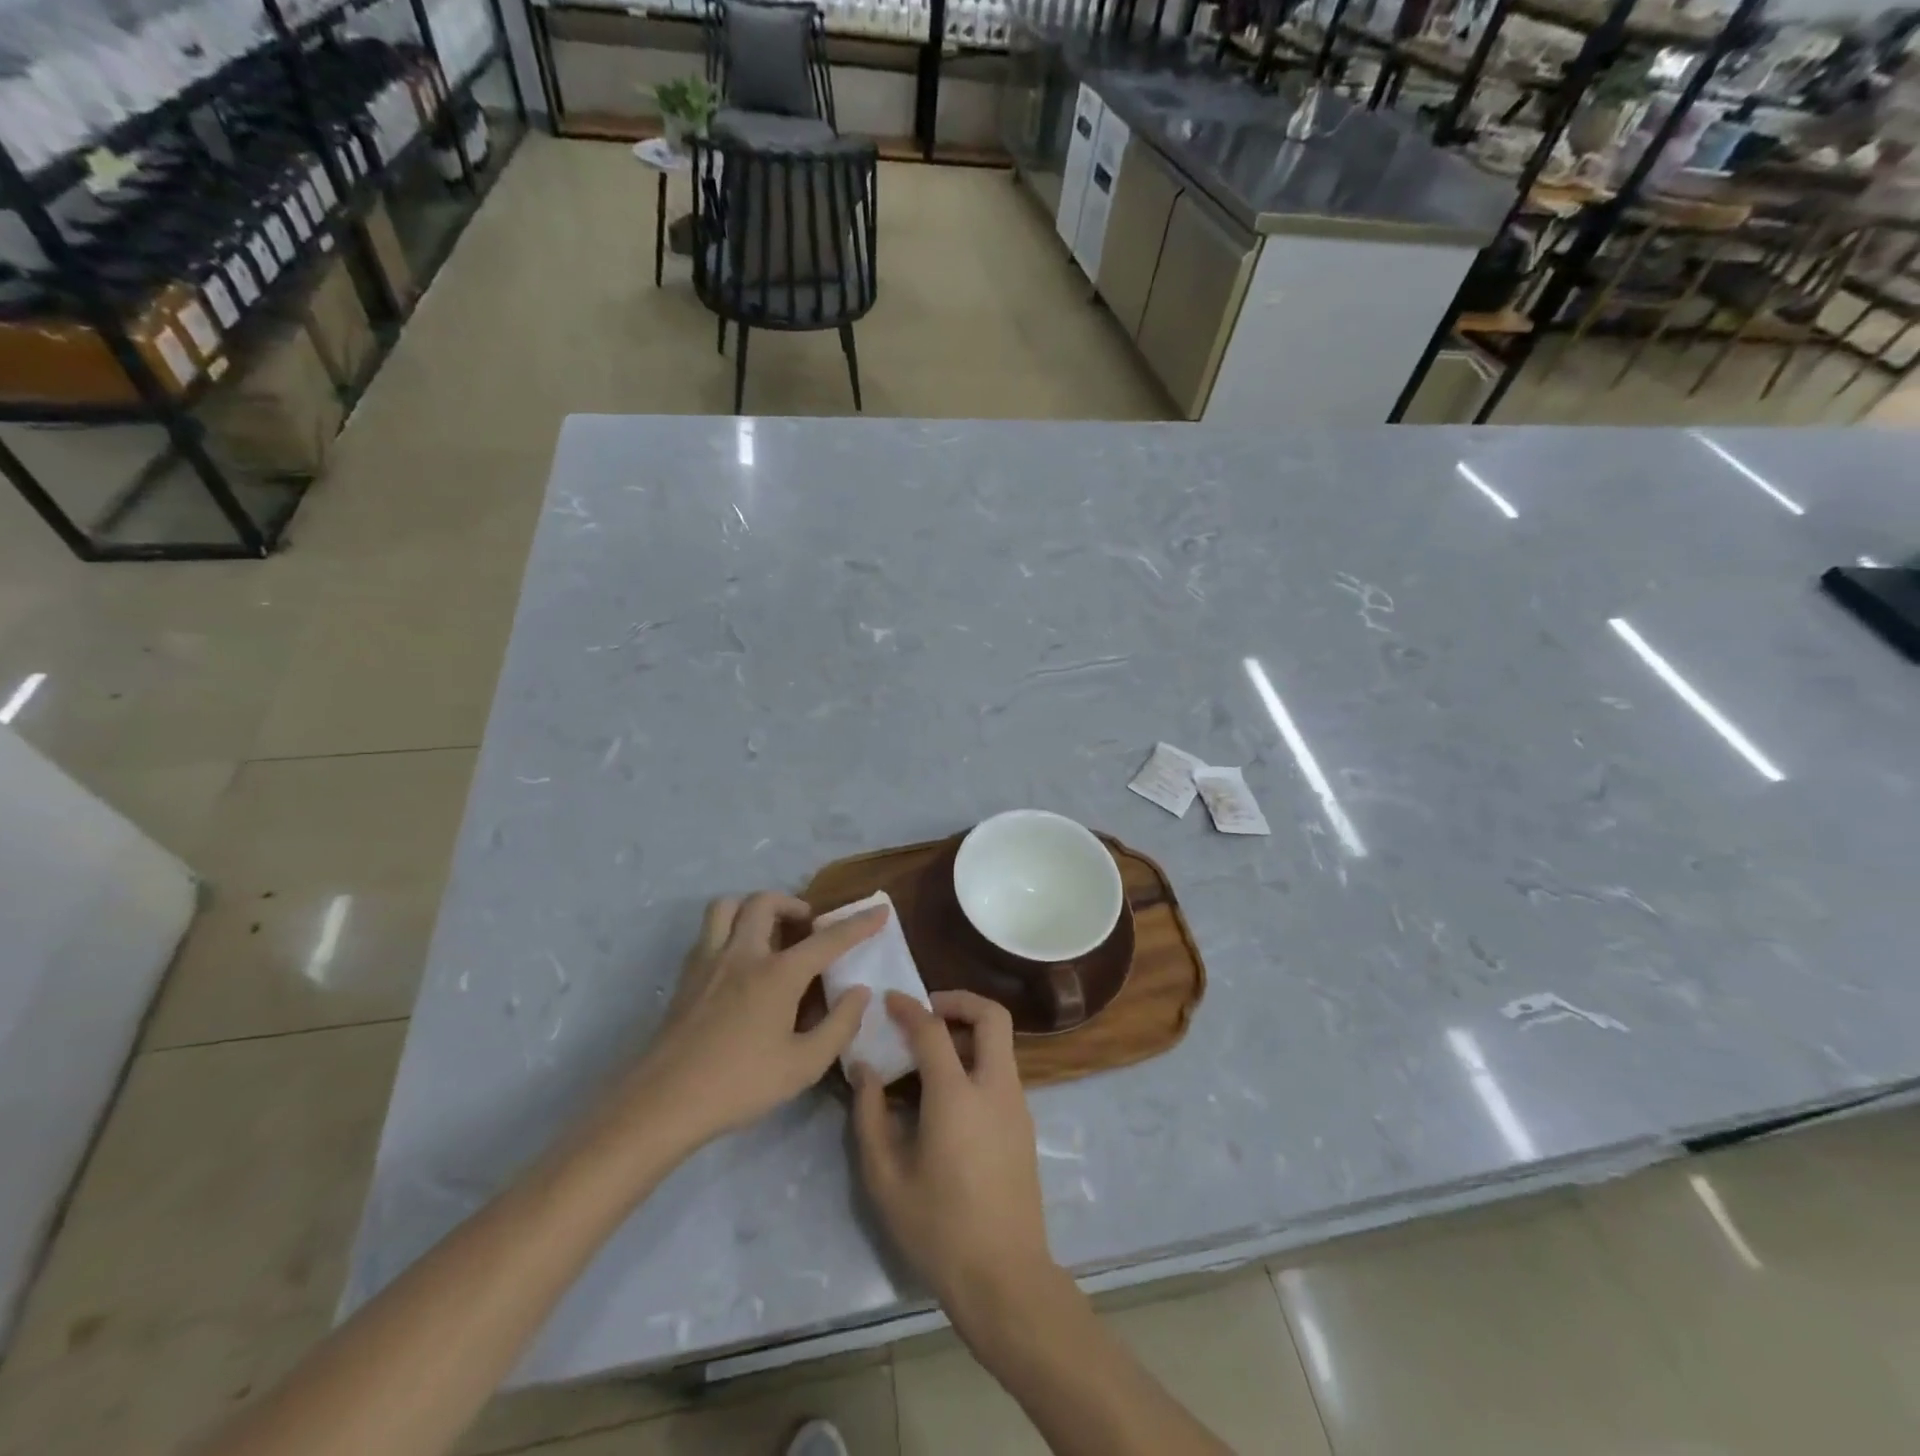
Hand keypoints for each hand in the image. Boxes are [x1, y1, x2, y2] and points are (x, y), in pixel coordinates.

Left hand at [619, 893, 884, 1153]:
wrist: (663, 1103)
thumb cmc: (740, 1084)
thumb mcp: (803, 1065)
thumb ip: (839, 1025)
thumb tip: (859, 992)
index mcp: (778, 974)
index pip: (827, 940)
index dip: (858, 924)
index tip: (880, 910)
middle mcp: (743, 954)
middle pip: (766, 903)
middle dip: (794, 904)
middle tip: (808, 927)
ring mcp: (709, 961)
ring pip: (728, 907)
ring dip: (753, 908)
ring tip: (770, 932)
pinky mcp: (686, 976)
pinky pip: (709, 932)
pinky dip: (730, 929)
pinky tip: (739, 962)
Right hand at [851, 991, 1058, 1332]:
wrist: (1004, 1277)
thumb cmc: (937, 1228)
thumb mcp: (885, 1177)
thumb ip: (869, 1114)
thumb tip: (865, 1069)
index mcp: (957, 1095)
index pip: (933, 1029)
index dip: (909, 1007)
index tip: (890, 999)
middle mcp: (994, 1086)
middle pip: (992, 1016)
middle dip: (960, 1000)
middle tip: (927, 1011)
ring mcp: (1016, 1104)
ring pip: (1000, 1042)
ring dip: (969, 1031)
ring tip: (930, 1053)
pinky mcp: (1024, 1123)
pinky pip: (1002, 1070)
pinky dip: (977, 1059)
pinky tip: (948, 1092)